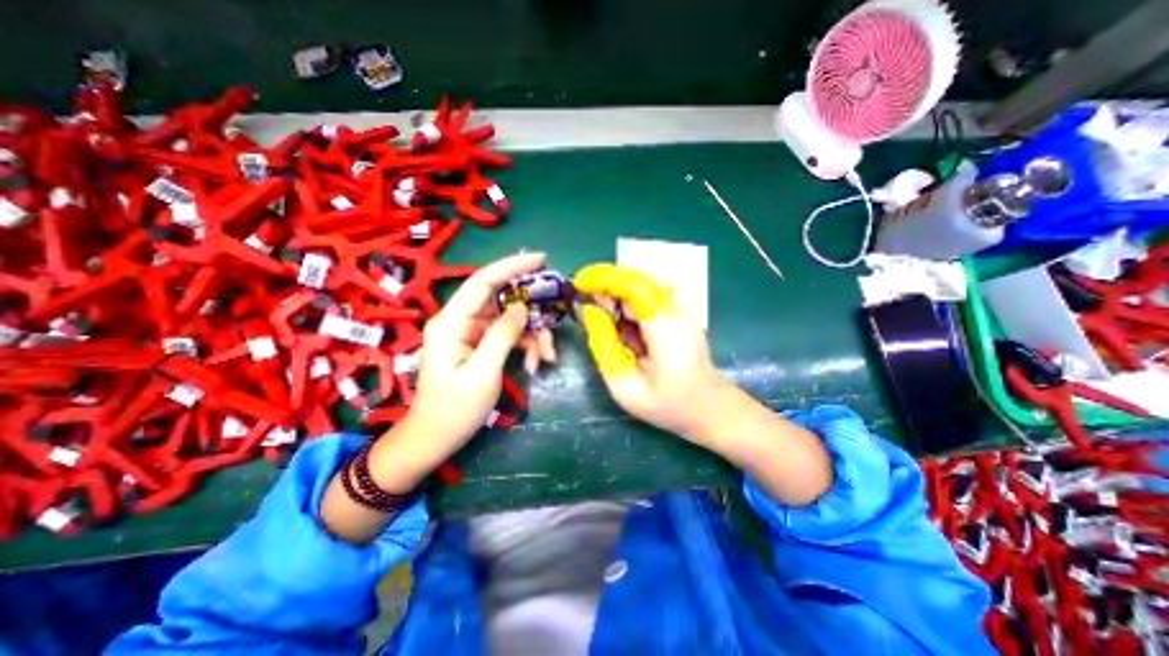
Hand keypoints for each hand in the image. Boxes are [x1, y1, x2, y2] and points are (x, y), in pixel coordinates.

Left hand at [408, 249, 556, 444]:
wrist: (435, 438)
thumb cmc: (454, 409)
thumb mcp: (482, 373)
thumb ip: (502, 335)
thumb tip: (522, 307)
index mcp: (451, 322)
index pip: (483, 282)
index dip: (511, 266)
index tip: (540, 258)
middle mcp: (461, 321)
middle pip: (502, 301)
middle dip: (531, 313)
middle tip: (553, 326)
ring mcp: (472, 333)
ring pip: (511, 319)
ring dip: (533, 335)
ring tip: (546, 358)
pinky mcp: (481, 345)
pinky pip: (509, 335)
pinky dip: (526, 347)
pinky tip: (534, 365)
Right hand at [575, 264, 830, 504]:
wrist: (712, 409)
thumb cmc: (670, 405)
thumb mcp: (626, 387)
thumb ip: (604, 348)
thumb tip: (590, 313)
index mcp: (663, 326)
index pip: (631, 285)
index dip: (603, 278)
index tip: (579, 283)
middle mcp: (674, 310)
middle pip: (635, 282)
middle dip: (605, 287)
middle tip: (583, 304)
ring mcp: (680, 311)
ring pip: (640, 289)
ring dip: (615, 296)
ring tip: (597, 314)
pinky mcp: (680, 316)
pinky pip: (647, 301)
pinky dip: (627, 305)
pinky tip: (618, 322)